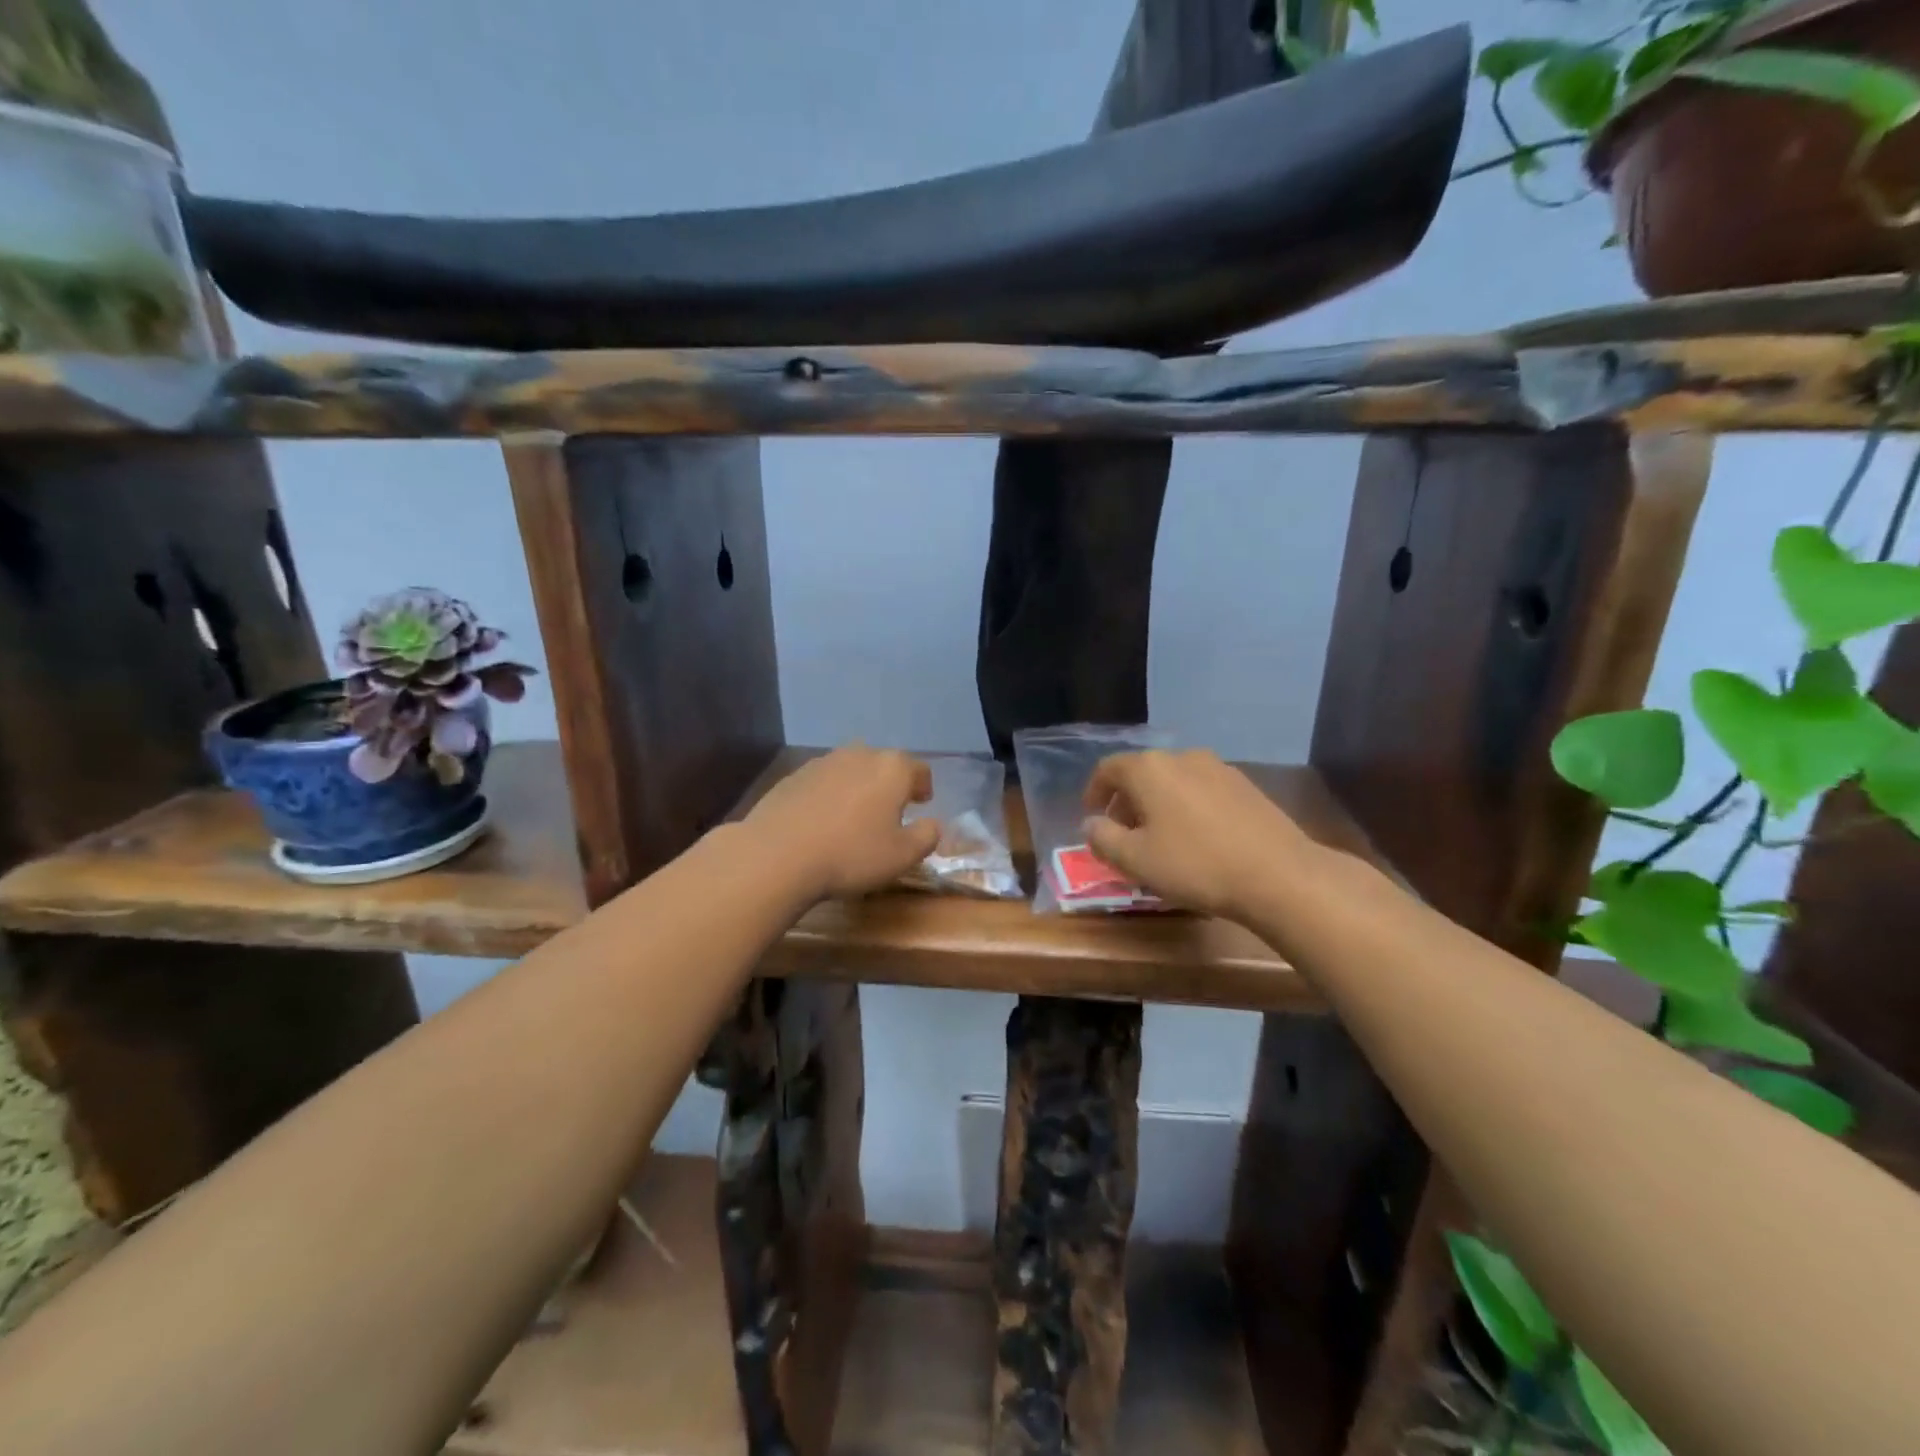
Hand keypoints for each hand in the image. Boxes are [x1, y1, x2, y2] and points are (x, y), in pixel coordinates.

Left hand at [744, 744, 940, 901]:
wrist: (777, 854)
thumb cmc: (851, 854)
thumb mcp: (902, 856)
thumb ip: (926, 836)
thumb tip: (932, 824)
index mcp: (892, 769)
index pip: (919, 769)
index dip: (924, 786)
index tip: (922, 803)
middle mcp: (859, 755)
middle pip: (883, 764)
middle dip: (890, 783)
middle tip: (891, 810)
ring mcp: (823, 762)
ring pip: (851, 769)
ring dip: (859, 787)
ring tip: (855, 815)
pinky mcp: (793, 776)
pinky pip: (823, 781)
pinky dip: (830, 794)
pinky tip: (823, 821)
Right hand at [1081, 749, 1318, 918]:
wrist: (1278, 875)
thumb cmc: (1195, 864)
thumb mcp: (1134, 860)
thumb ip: (1102, 838)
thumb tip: (1092, 823)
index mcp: (1149, 768)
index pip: (1108, 769)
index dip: (1094, 792)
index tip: (1092, 817)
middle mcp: (1182, 757)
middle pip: (1142, 773)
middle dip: (1126, 802)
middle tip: (1122, 835)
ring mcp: (1219, 768)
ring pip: (1173, 781)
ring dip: (1158, 805)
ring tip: (1159, 839)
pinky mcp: (1246, 786)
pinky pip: (1201, 790)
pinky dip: (1186, 807)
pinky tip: (1196, 839)